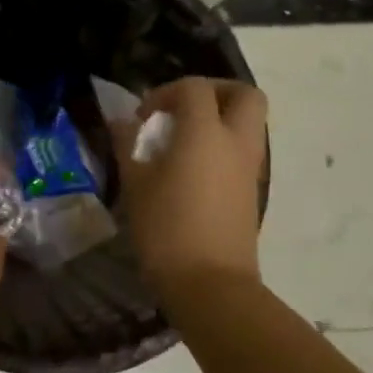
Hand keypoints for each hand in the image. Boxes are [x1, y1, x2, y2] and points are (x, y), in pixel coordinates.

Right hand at [114, 76, 267, 293]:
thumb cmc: (166, 229)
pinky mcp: (251, 191)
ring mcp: (249, 168)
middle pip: (244, 95)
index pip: (195, 88)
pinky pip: (243, 151)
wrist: (210, 284)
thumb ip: (128, 144)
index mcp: (205, 133)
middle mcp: (235, 143)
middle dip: (214, 92)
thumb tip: (122, 121)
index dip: (166, 92)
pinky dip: (221, 147)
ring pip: (249, 123)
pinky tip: (190, 170)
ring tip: (181, 142)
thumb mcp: (136, 184)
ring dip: (219, 120)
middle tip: (182, 109)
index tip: (142, 117)